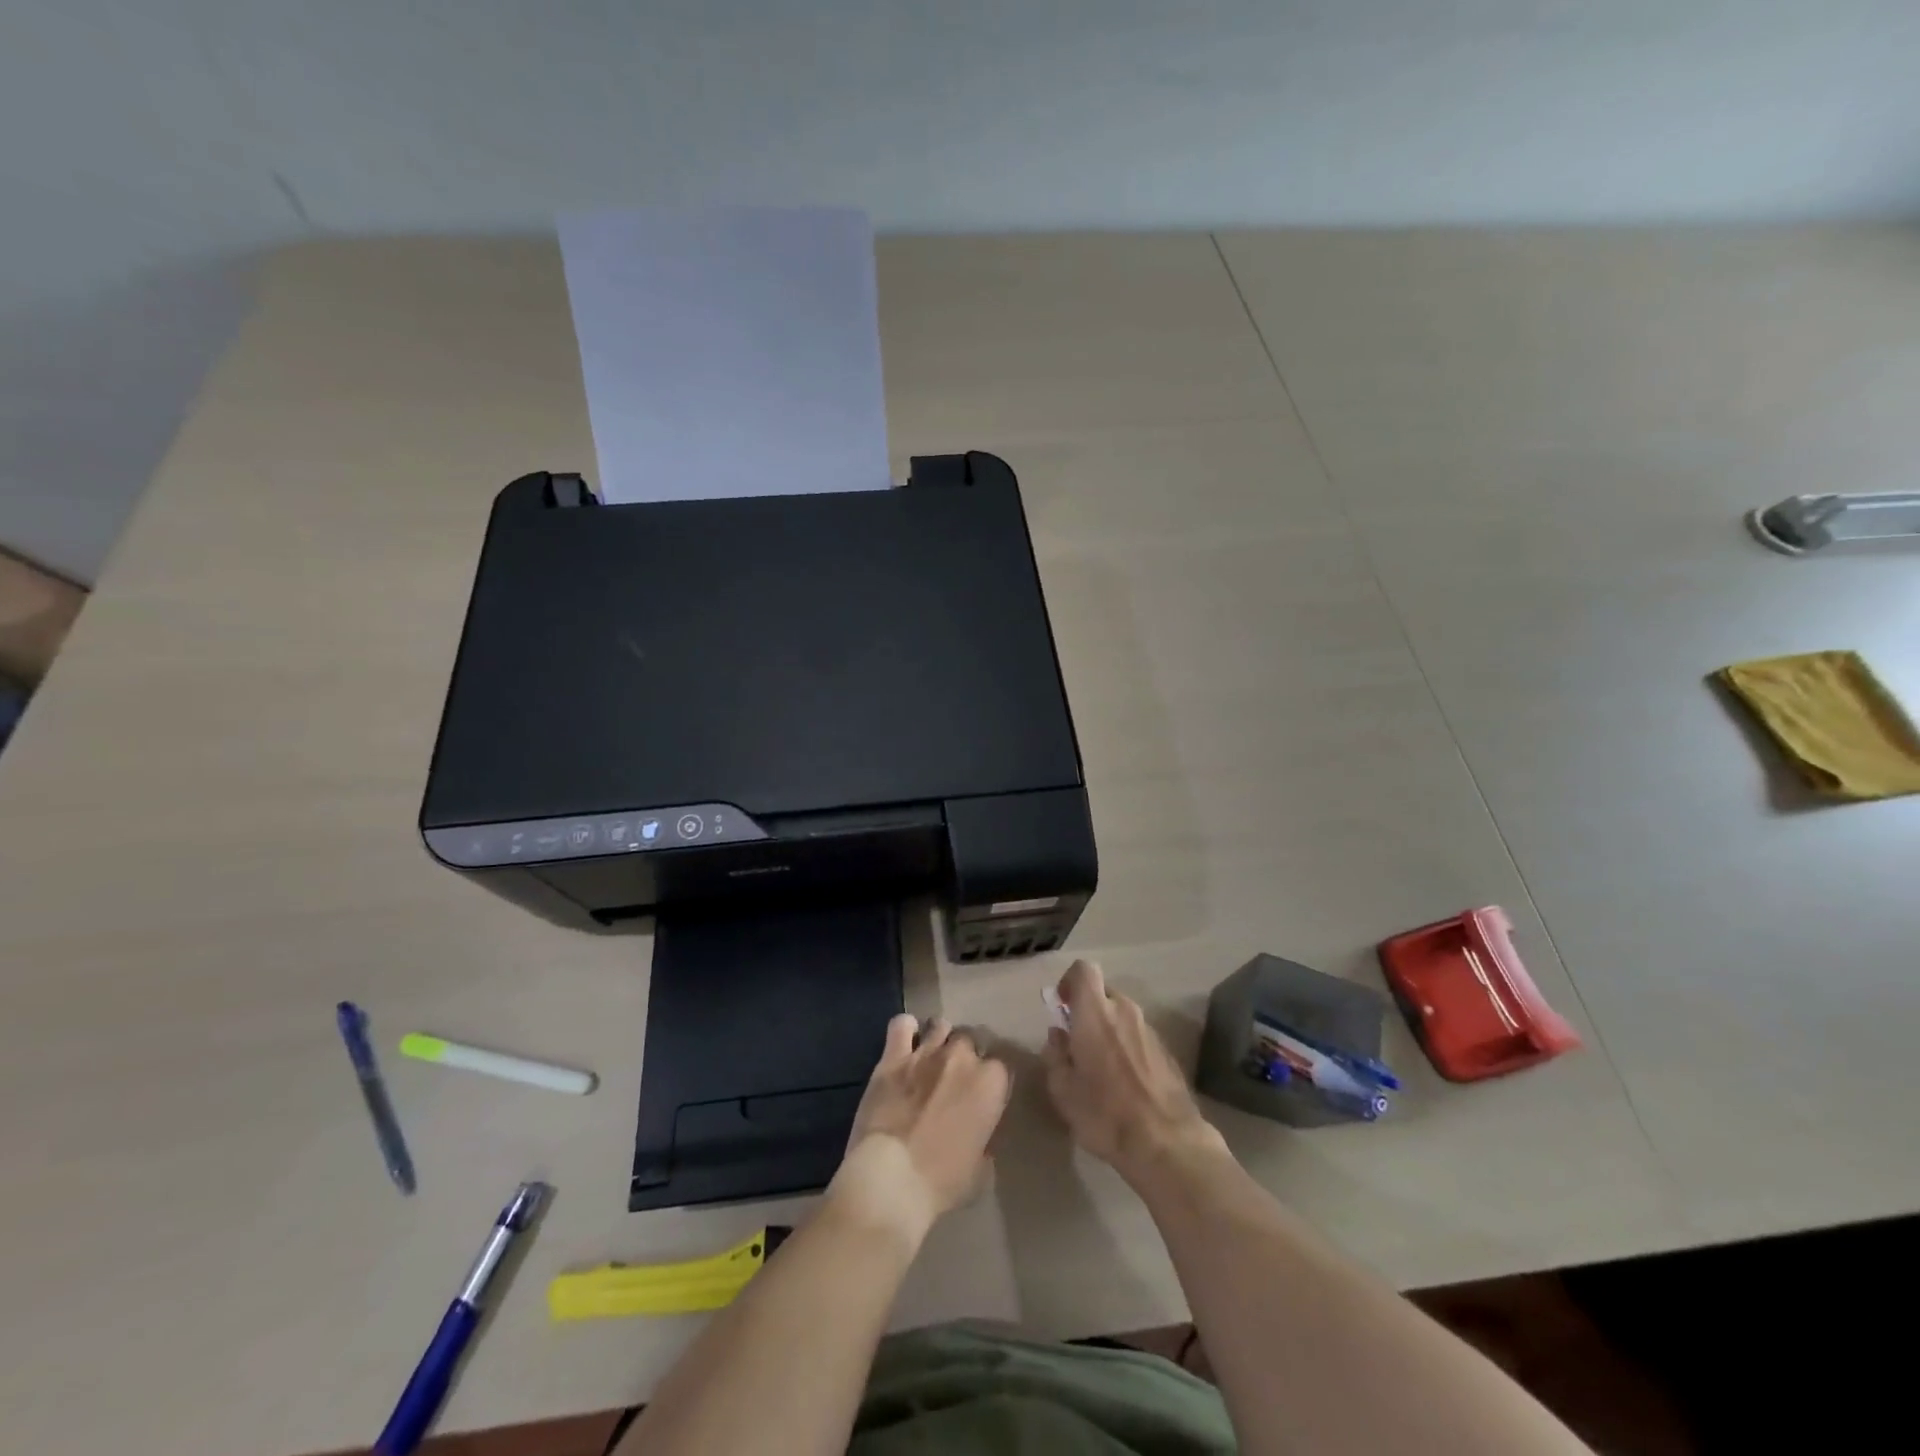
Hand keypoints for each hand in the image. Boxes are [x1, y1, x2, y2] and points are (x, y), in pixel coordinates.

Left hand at [830, 1015, 1010, 1246]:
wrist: (891, 1179)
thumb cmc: (942, 1182)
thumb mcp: (981, 1170)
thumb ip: (985, 1138)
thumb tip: (979, 1131)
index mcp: (990, 1083)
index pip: (1001, 1066)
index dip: (991, 1081)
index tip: (984, 1095)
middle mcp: (961, 1057)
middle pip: (970, 1040)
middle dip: (966, 1057)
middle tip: (955, 1079)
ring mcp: (926, 1052)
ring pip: (941, 1026)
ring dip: (940, 1039)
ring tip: (932, 1058)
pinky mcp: (893, 1056)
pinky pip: (902, 1025)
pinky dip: (906, 1030)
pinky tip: (905, 1043)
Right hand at [1042, 960, 1225, 1183]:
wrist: (1167, 1143)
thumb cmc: (1105, 1113)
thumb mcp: (1063, 1090)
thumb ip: (1055, 1055)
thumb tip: (1058, 1035)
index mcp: (1095, 1012)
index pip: (1083, 970)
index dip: (1069, 981)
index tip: (1061, 1006)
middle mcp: (1124, 1010)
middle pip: (1103, 993)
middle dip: (1088, 1010)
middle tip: (1077, 1042)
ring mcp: (1149, 1029)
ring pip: (1122, 1015)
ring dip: (1108, 1030)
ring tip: (1100, 1067)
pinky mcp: (1166, 1051)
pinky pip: (1138, 1036)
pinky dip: (1127, 1047)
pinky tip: (1124, 1082)